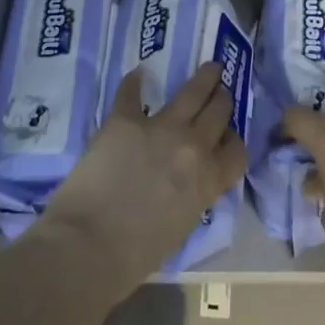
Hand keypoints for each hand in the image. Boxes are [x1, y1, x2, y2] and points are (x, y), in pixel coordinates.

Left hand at [36, 62, 246, 295]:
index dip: (233, 140)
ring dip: (203, 77)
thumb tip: (185, 183)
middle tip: (221, 91)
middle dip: (222, 99)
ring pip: (192, 91)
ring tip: (209, 67)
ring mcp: (160, 127)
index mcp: (208, 180)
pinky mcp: (125, 119)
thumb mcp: (180, 227)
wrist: (88, 246)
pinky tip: (137, 75)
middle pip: (219, 111)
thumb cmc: (134, 256)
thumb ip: (191, 196)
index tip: (227, 136)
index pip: (237, 150)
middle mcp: (192, 146)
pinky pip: (132, 93)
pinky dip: (134, 83)